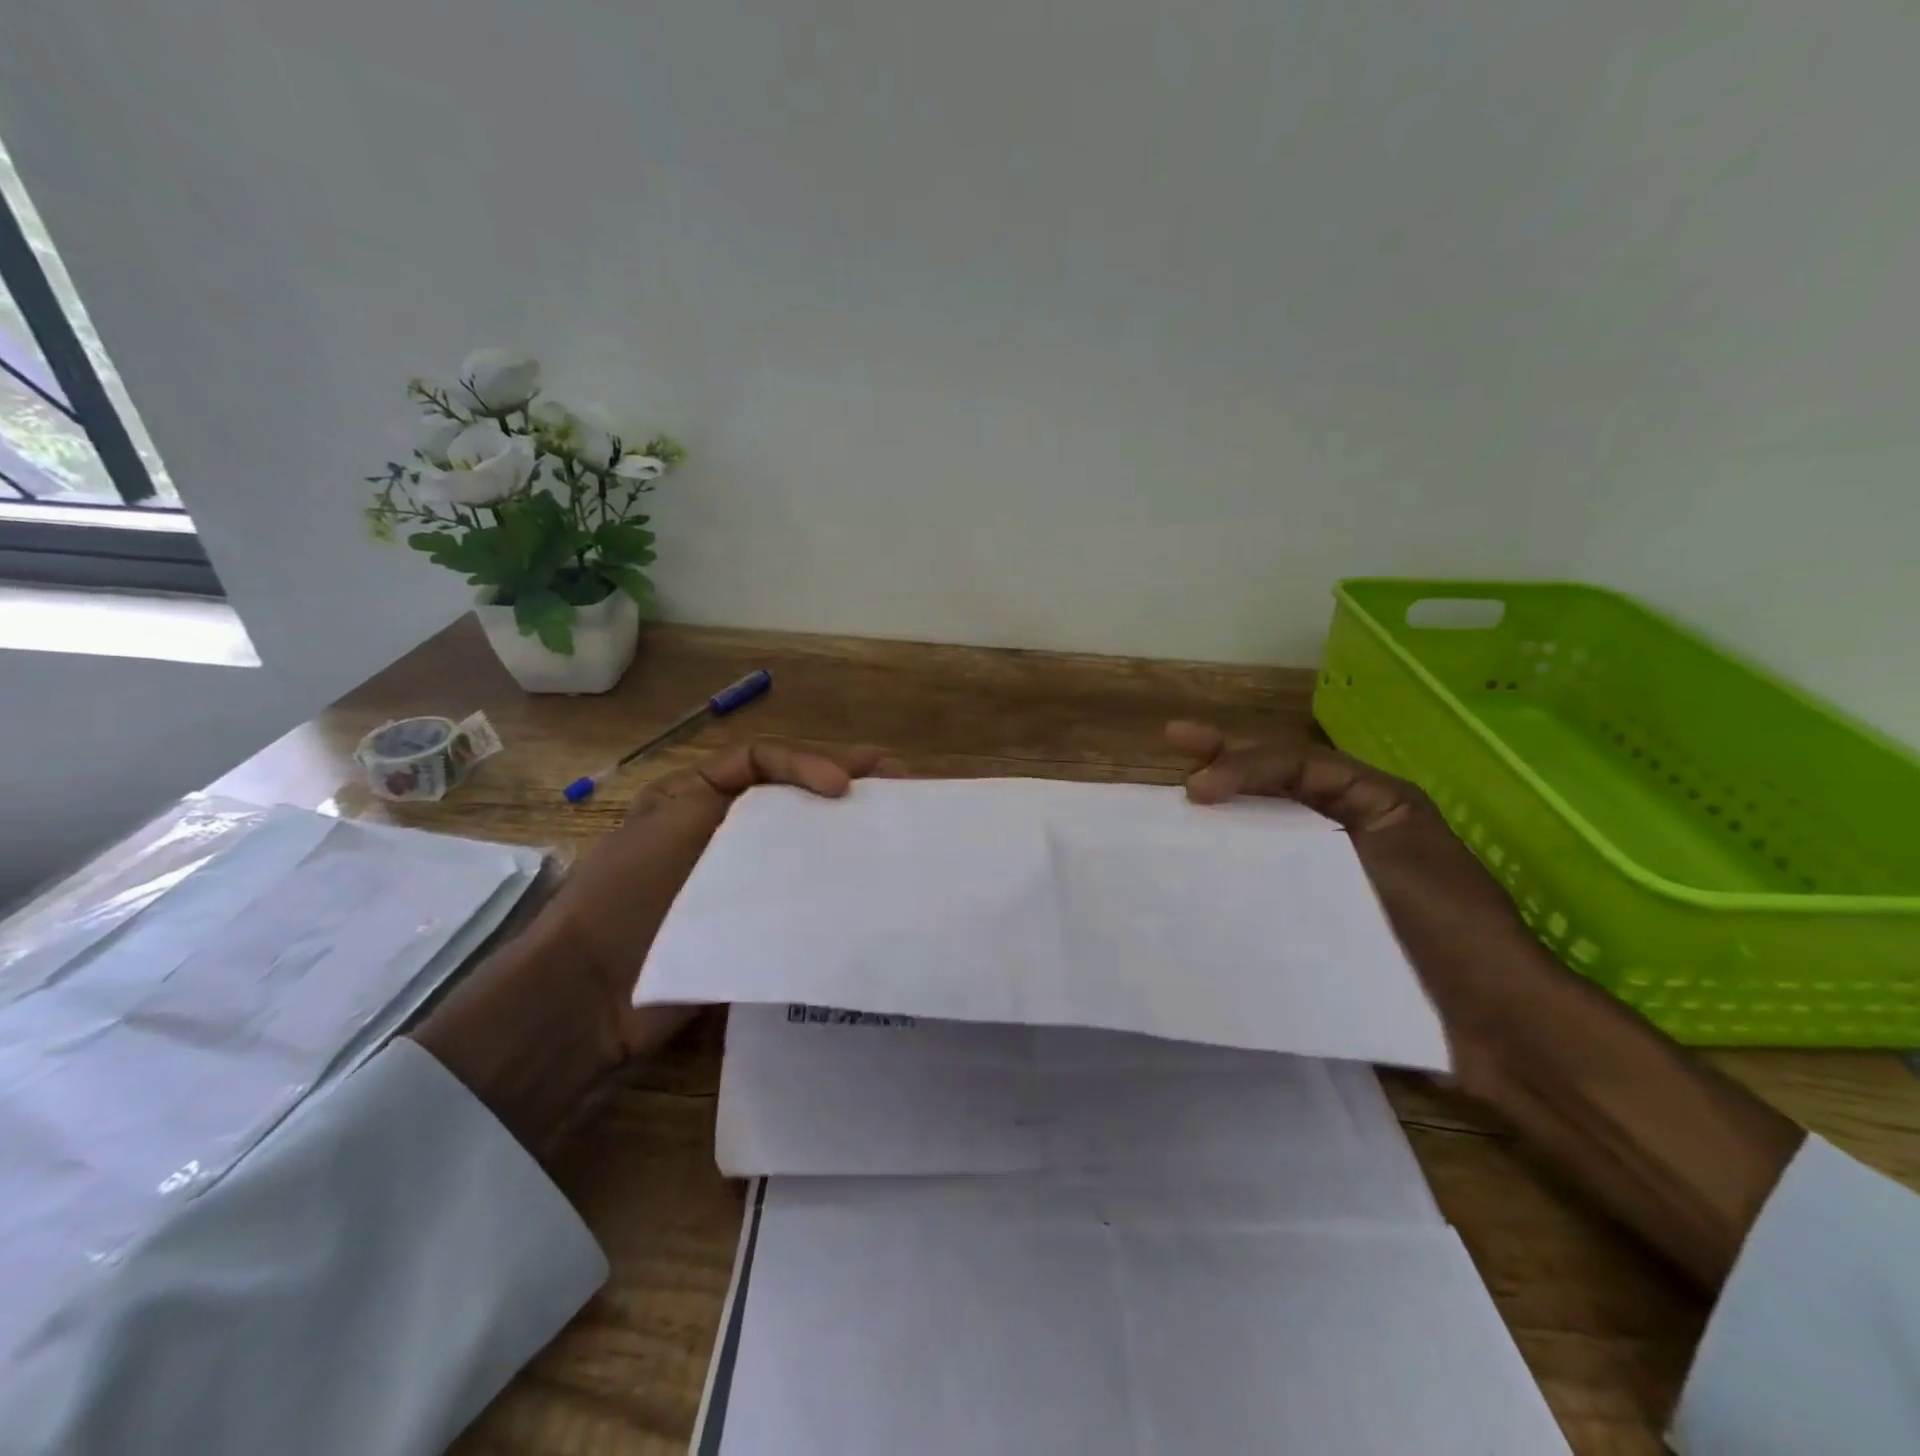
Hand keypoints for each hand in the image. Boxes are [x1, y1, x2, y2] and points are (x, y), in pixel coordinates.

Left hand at [550, 740, 895, 1061]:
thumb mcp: (671, 820)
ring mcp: (740, 880)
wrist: (588, 993)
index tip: (845, 787)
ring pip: (805, 844)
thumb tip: (813, 794)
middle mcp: (725, 831)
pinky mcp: (752, 925)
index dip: (810, 762)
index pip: (766, 761)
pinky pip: (801, 896)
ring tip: (898, 828)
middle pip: (796, 798)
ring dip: (849, 832)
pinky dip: (836, 887)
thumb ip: (732, 791)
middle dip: (849, 784)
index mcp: (699, 796)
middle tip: (905, 784)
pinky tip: (870, 886)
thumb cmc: (626, 894)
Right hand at [1167, 721, 1531, 1023]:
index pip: (1297, 764)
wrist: (1491, 1023)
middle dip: (1225, 756)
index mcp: (1373, 802)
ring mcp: (1329, 874)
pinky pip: (1266, 882)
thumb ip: (1331, 807)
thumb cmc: (1450, 926)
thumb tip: (1239, 795)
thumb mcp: (1395, 847)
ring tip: (1174, 800)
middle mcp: (1346, 828)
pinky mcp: (1317, 919)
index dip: (1244, 764)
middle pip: (1277, 781)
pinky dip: (1231, 869)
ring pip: (1266, 827)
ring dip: (1222, 810)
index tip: (1196, 788)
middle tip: (1173, 739)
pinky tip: (1195, 871)